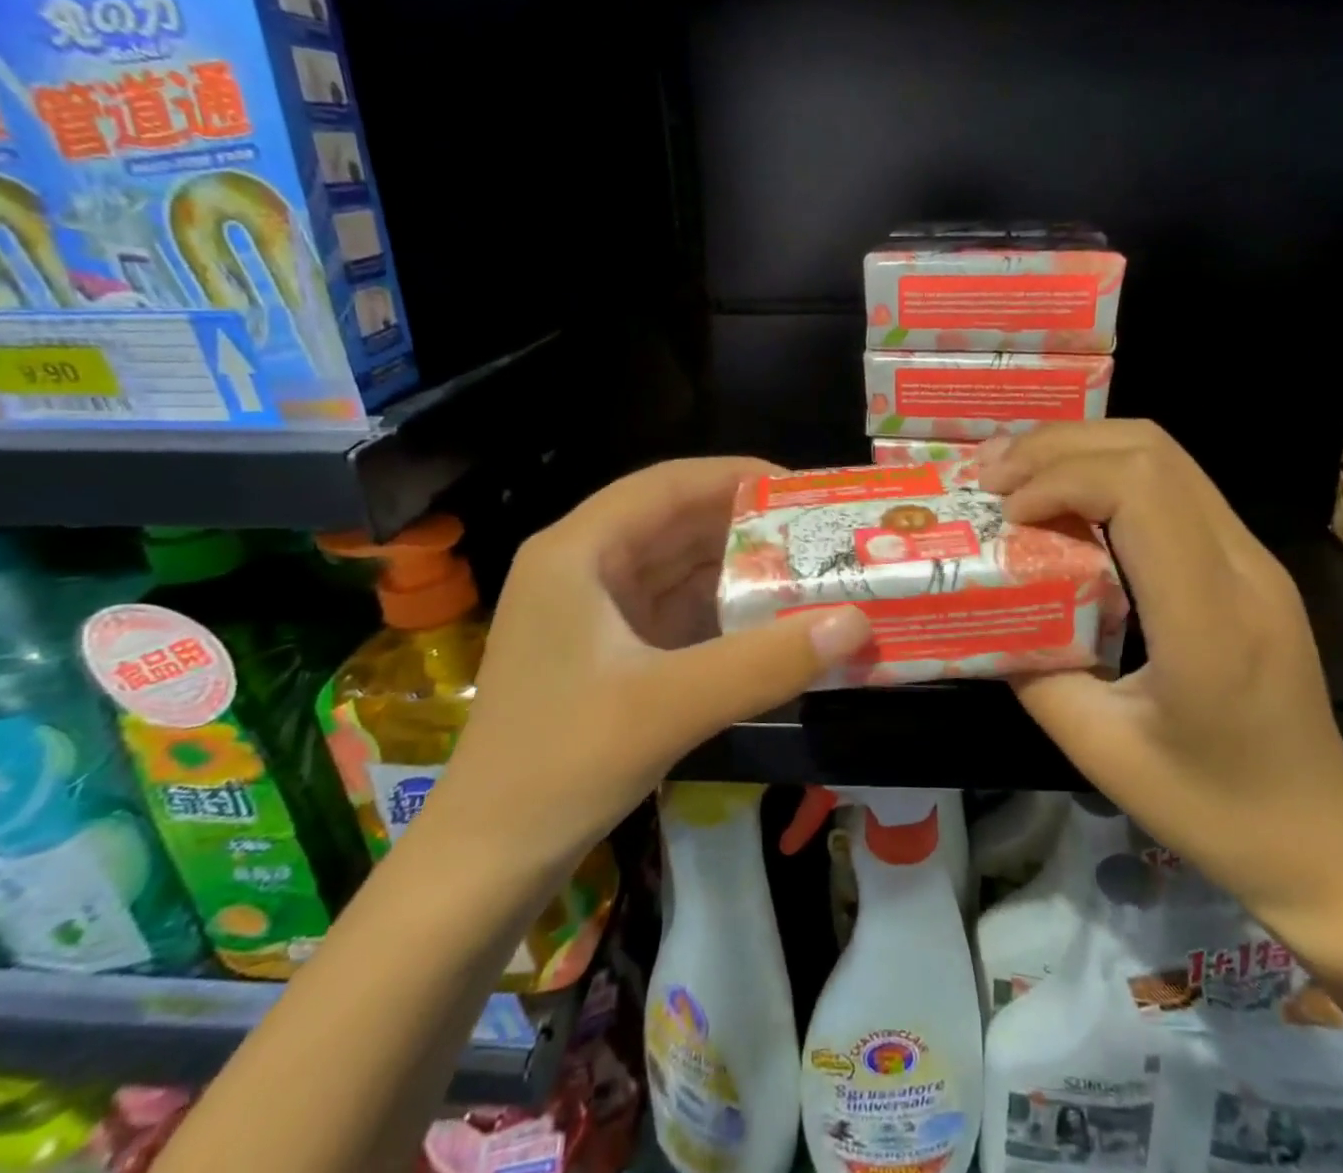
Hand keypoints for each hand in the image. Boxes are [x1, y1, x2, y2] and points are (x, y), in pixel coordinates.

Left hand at [423, 458, 870, 880]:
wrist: (485, 864)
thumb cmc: (559, 766)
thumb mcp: (668, 707)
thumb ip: (765, 663)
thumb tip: (857, 623)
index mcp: (578, 552)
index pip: (667, 485)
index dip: (737, 477)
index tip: (804, 491)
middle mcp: (583, 567)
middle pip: (677, 523)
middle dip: (748, 527)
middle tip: (821, 536)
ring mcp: (594, 612)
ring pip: (679, 569)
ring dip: (739, 571)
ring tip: (810, 573)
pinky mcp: (609, 651)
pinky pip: (677, 612)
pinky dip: (723, 613)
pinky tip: (772, 623)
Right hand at [977, 421, 1342, 928]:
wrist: (1319, 835)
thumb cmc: (1211, 807)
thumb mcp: (1101, 752)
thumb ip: (1034, 672)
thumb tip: (987, 610)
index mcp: (1208, 621)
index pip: (1139, 491)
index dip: (1059, 480)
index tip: (1006, 515)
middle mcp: (1241, 569)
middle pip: (1152, 450)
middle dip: (1059, 447)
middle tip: (994, 477)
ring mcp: (1253, 558)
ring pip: (1166, 454)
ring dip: (1083, 450)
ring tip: (1018, 476)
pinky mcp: (1248, 561)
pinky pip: (1175, 485)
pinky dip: (1109, 472)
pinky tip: (1067, 499)